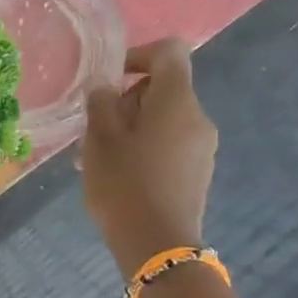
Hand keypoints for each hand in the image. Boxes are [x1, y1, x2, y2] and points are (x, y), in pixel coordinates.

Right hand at [82, 39, 218, 274]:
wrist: (158, 245)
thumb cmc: (124, 184)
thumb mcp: (99, 140)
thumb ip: (100, 104)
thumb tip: (105, 87)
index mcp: (176, 101)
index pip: (169, 52)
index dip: (139, 54)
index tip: (110, 79)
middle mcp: (198, 117)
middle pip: (164, 89)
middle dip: (127, 100)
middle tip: (94, 128)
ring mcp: (203, 147)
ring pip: (164, 120)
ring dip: (132, 128)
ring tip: (99, 157)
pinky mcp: (198, 172)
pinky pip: (170, 145)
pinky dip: (145, 148)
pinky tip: (120, 176)